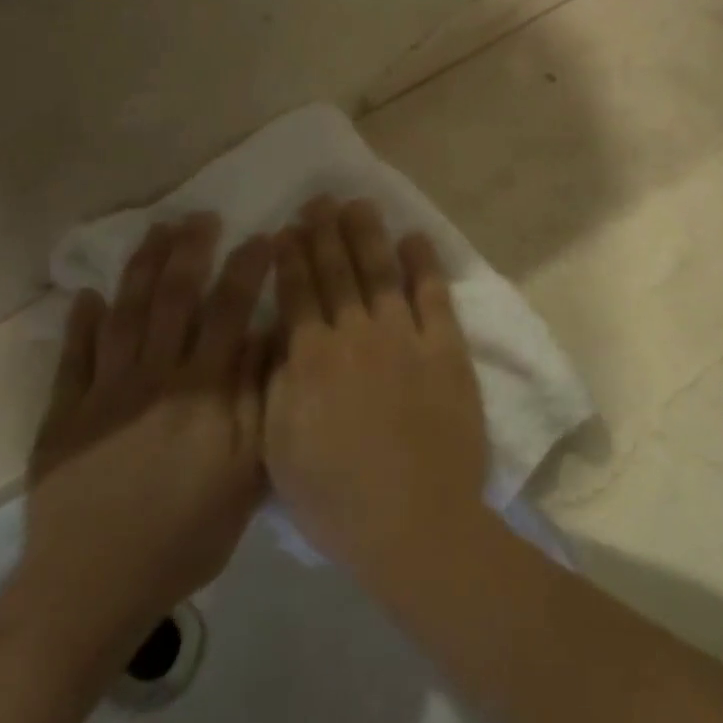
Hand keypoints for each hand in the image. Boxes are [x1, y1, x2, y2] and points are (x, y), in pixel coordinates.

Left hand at [3, 215, 269, 673]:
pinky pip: (72, 357)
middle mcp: (153, 378)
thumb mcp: (245, 475)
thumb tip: (266, 340)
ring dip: (141, 269)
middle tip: (200, 216)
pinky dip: (79, 323)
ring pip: (124, 315)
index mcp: (202, 391)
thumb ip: (257, 402)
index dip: (246, 270)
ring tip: (156, 233)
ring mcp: (102, 393)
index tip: (262, 236)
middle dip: (189, 252)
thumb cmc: (185, 536)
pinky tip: (86, 295)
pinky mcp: (62, 416)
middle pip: (172, 300)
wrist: (91, 589)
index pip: (229, 313)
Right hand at [264, 198, 489, 575]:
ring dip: (368, 236)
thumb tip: (277, 336)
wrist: (413, 523)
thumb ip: (276, 384)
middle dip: (325, 232)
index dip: (292, 257)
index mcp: (311, 360)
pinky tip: (415, 239)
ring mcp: (405, 339)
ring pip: (381, 273)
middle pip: (337, 273)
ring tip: (360, 204)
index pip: (298, 293)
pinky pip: (434, 297)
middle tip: (321, 200)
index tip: (288, 228)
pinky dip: (424, 265)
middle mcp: (356, 336)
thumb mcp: (279, 448)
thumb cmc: (336, 498)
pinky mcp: (446, 351)